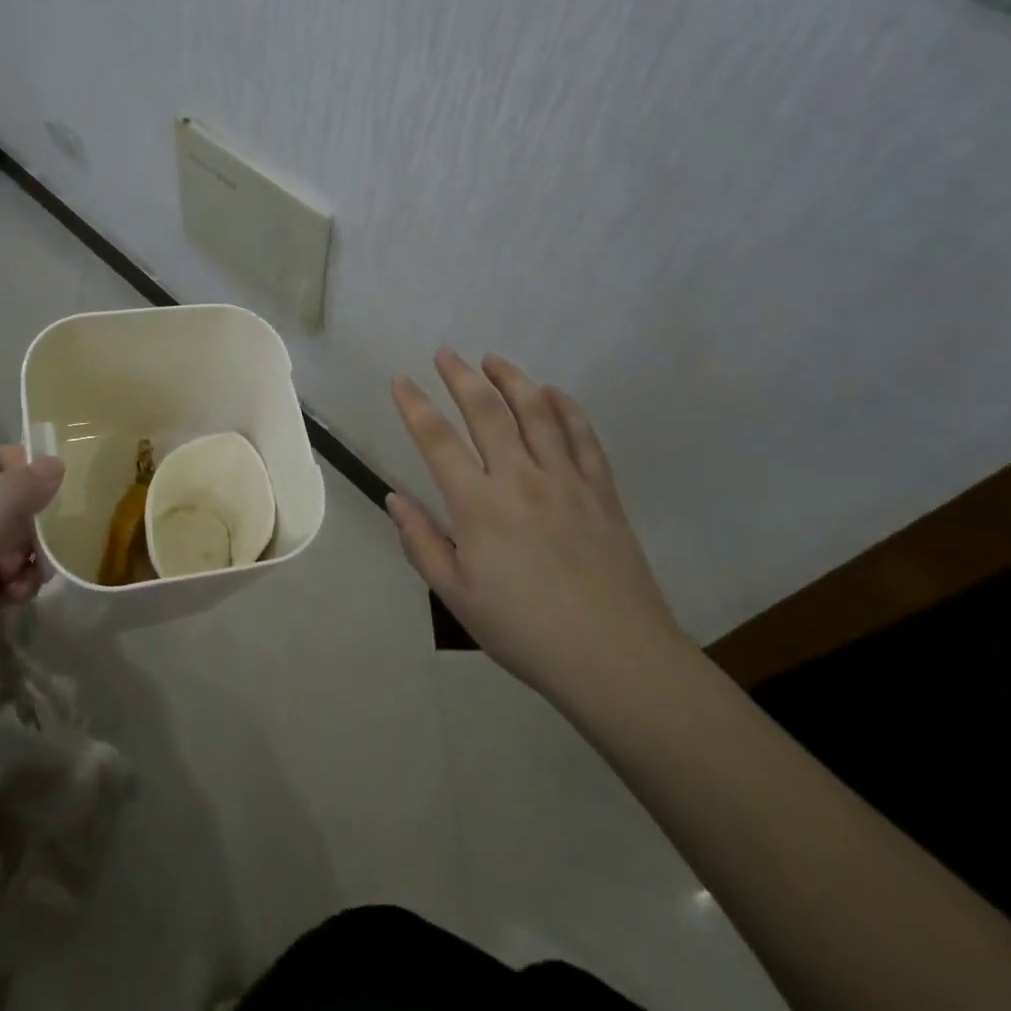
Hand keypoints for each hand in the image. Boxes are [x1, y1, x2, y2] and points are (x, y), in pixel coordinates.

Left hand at [0, 446, 63, 756]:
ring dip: (30, 556)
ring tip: (27, 582)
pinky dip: (18, 584)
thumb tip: (55, 462)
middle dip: (33, 521)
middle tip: (42, 549)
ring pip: (11, 541)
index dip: (29, 470)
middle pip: (7, 501)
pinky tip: (18, 602)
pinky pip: (5, 577)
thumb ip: (11, 497)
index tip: (61, 496)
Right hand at [388, 350, 687, 710]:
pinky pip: (582, 435)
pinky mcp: (601, 490)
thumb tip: (394, 498)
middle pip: (487, 411)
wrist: (615, 658)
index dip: (415, 406)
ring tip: (493, 359)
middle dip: (461, 377)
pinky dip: (566, 407)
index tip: (401, 381)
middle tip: (446, 353)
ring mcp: (566, 480)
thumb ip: (422, 544)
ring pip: (536, 412)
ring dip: (512, 379)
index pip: (437, 440)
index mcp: (479, 506)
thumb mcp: (457, 597)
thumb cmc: (525, 631)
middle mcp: (520, 479)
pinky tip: (553, 393)